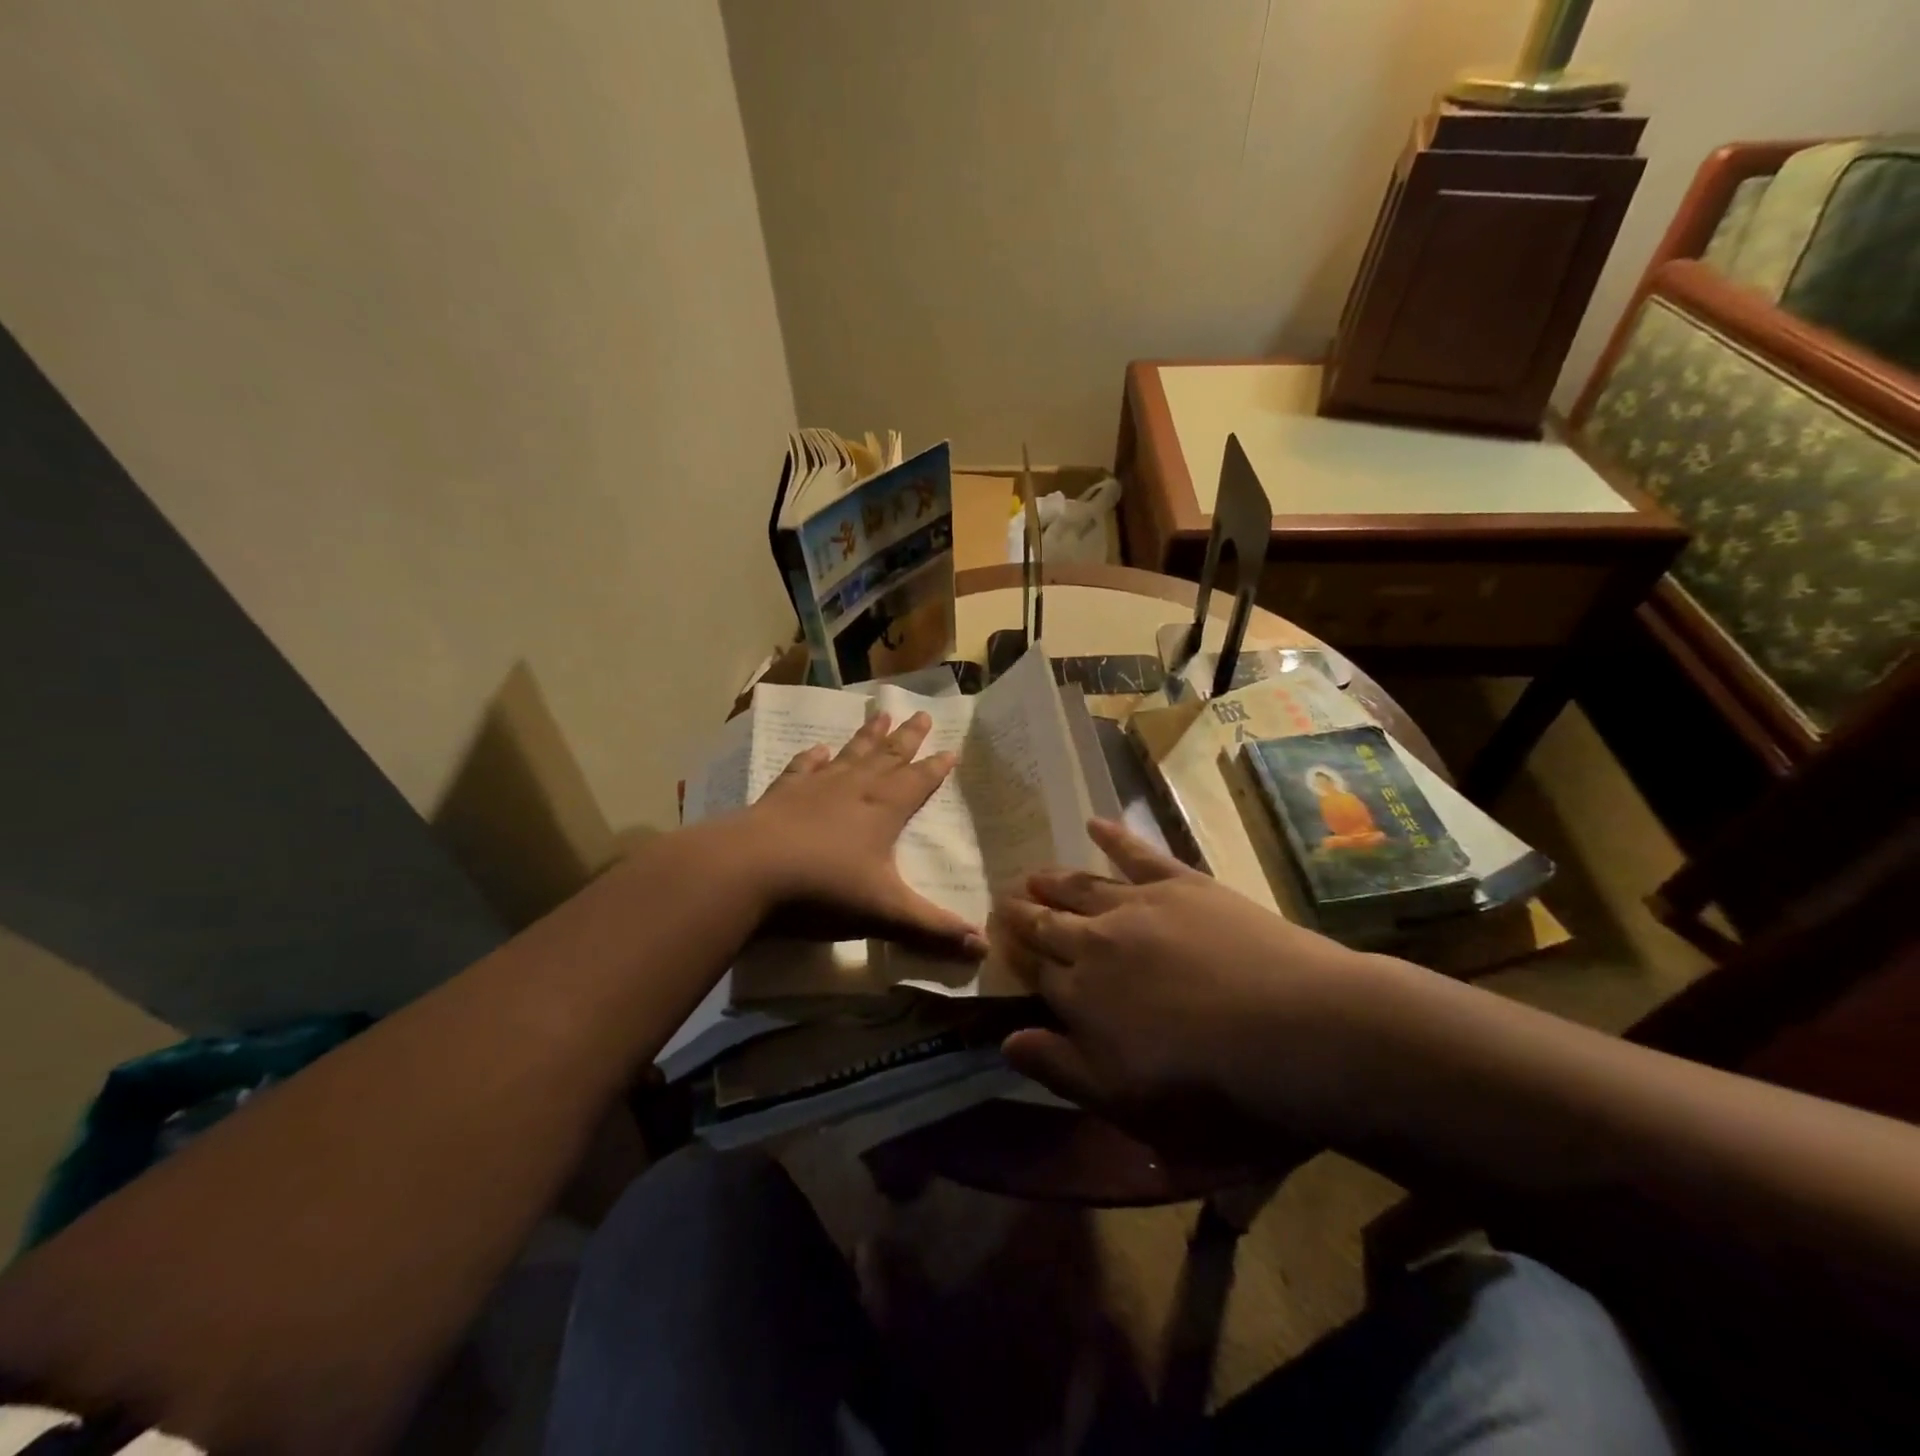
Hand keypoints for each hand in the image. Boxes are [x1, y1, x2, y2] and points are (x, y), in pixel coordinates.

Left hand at [740, 709, 986, 957]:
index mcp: (884, 810)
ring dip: (868, 736)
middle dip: (908, 737)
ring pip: (851, 754)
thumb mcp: (887, 913)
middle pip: (888, 756)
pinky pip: (804, 768)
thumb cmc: (825, 889)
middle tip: (922, 713)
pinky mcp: (782, 794)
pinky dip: (813, 757)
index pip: (918, 781)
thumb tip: (985, 948)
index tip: (951, 748)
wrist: (750, 871)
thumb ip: (934, 929)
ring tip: (882, 714)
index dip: (936, 767)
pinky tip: (819, 749)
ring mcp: (816, 788)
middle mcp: (854, 789)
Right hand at [993, 819, 1377, 1145]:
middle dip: (1024, 913)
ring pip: (1082, 885)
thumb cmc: (1209, 1085)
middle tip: (1005, 901)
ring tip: (1033, 873)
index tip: (998, 940)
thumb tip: (1005, 1041)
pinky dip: (1114, 836)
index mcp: (1080, 994)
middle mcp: (1096, 941)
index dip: (1015, 954)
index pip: (1035, 968)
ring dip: (1054, 880)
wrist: (1292, 1031)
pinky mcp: (1181, 883)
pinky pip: (1137, 852)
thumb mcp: (1123, 1100)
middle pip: (1050, 922)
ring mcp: (1138, 905)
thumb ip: (1059, 1068)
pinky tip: (1095, 823)